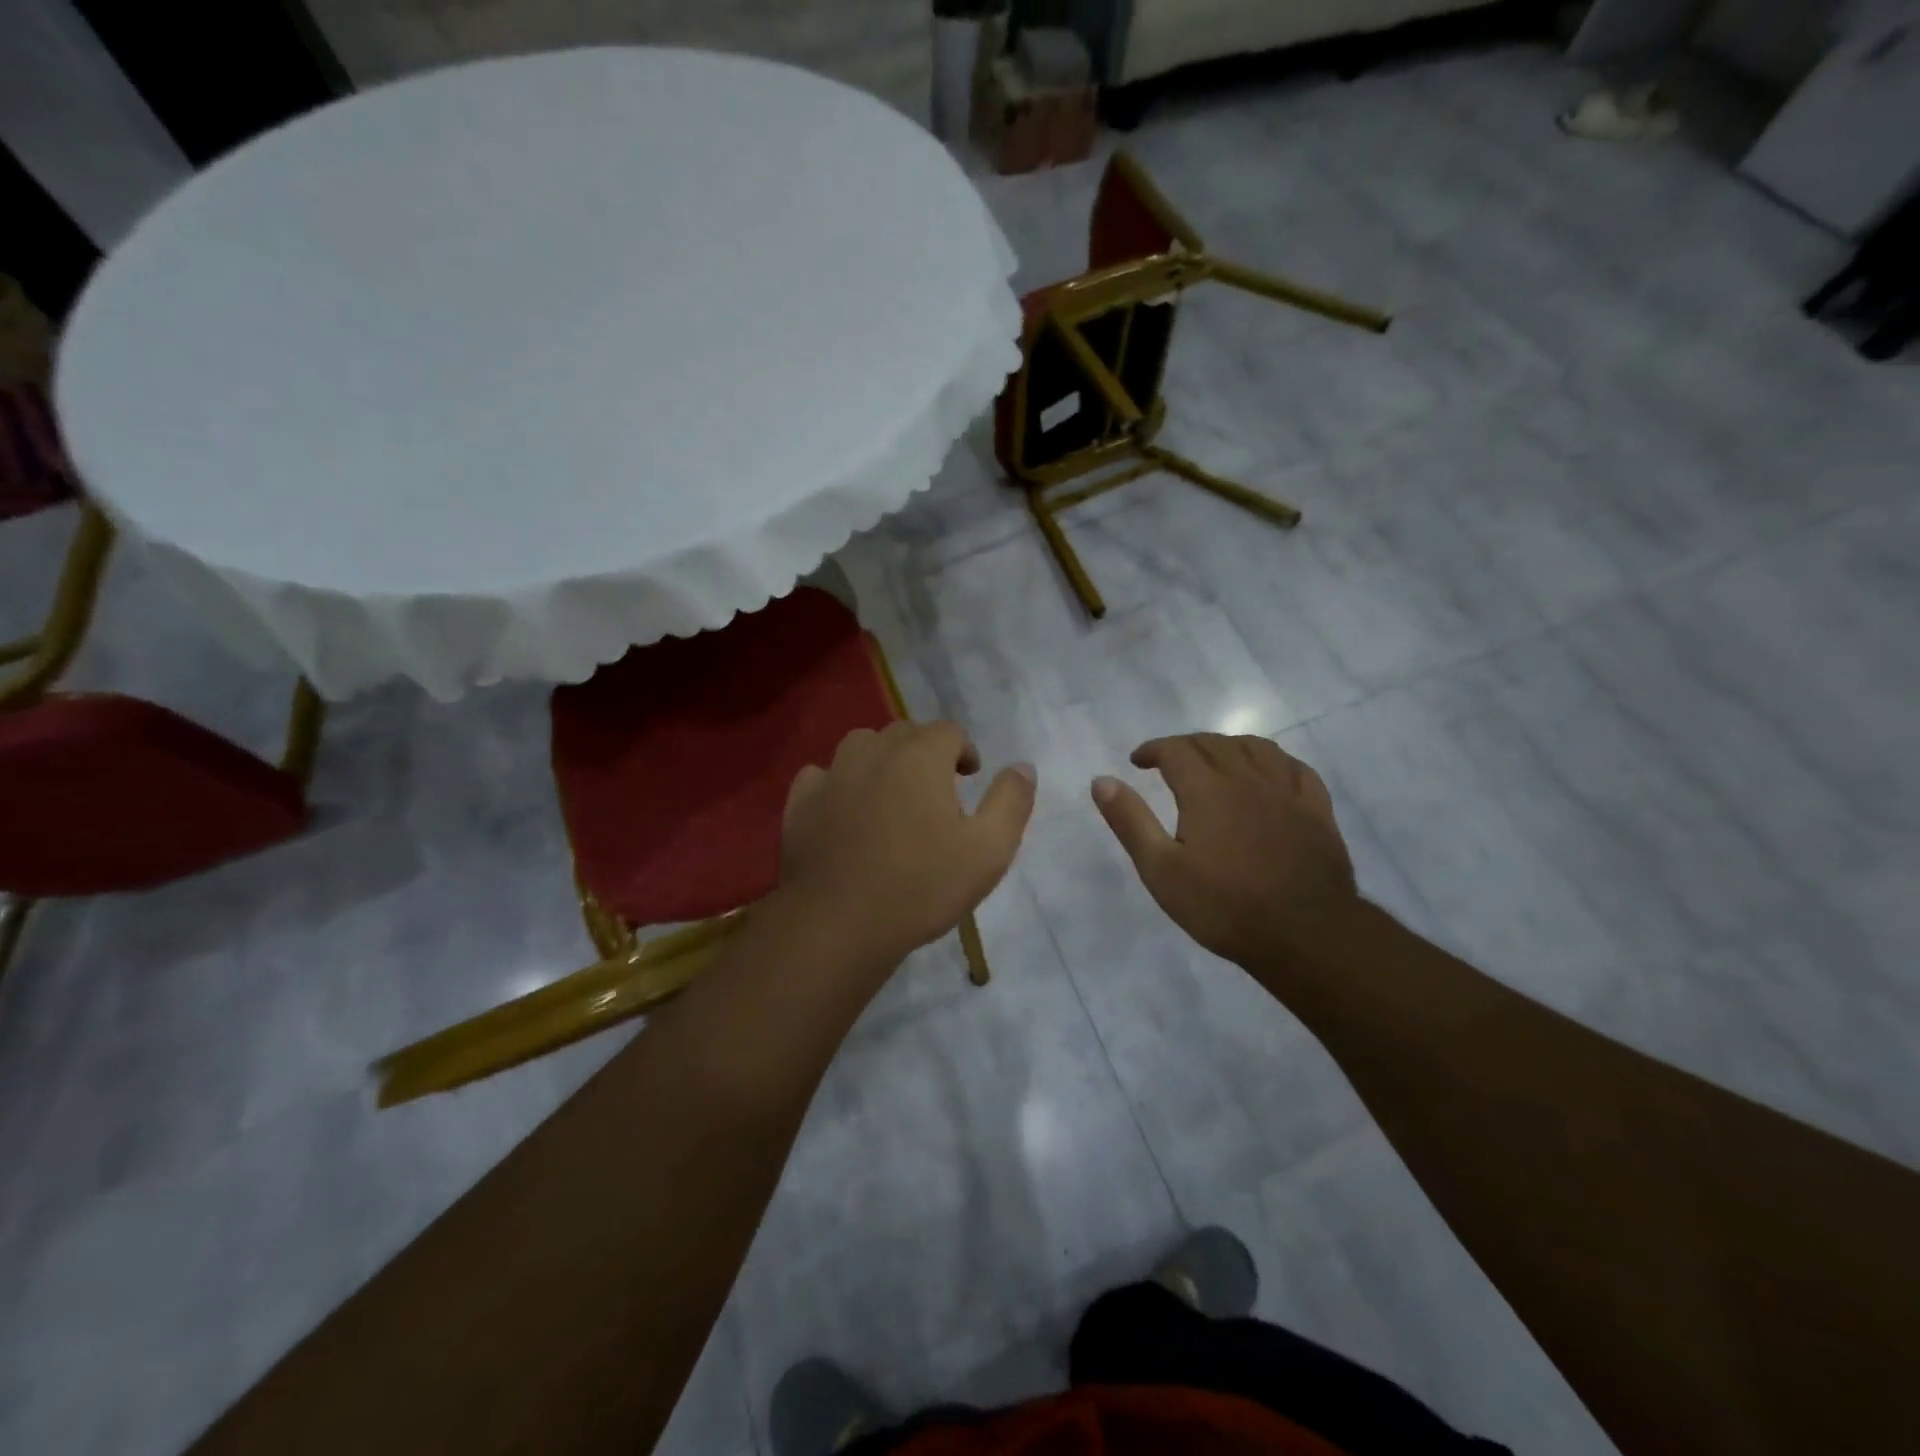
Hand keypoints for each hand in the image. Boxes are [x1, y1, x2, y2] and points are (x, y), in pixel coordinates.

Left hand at [777, 721, 1034, 974]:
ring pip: (861, 746)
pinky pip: (821, 776)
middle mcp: (874, 752)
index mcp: (921, 757)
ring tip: (891, 794)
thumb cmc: (921, 886)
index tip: (969, 777)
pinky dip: (837, 783)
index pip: (949, 731)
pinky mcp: (800, 802)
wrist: (839, 923)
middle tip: (935, 789)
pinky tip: (844, 810)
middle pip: (904, 733)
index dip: (964, 750)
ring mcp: (832, 775)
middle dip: (924, 752)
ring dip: (881, 760)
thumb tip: (1022, 766)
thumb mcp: (988, 851)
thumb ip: (1011, 802)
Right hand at [1092, 734, 1357, 975]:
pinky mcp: (1317, 810)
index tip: (1138, 761)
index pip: (1176, 749)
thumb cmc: (1223, 906)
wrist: (1304, 934)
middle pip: (1214, 743)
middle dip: (1186, 745)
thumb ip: (1131, 821)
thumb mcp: (1161, 870)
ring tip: (1215, 761)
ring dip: (1228, 746)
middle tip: (1169, 763)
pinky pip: (1296, 768)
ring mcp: (1287, 791)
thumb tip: (1101, 780)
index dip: (1153, 749)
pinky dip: (1275, 761)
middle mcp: (1247, 778)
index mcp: (1206, 789)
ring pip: (1256, 748)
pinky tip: (1269, 773)